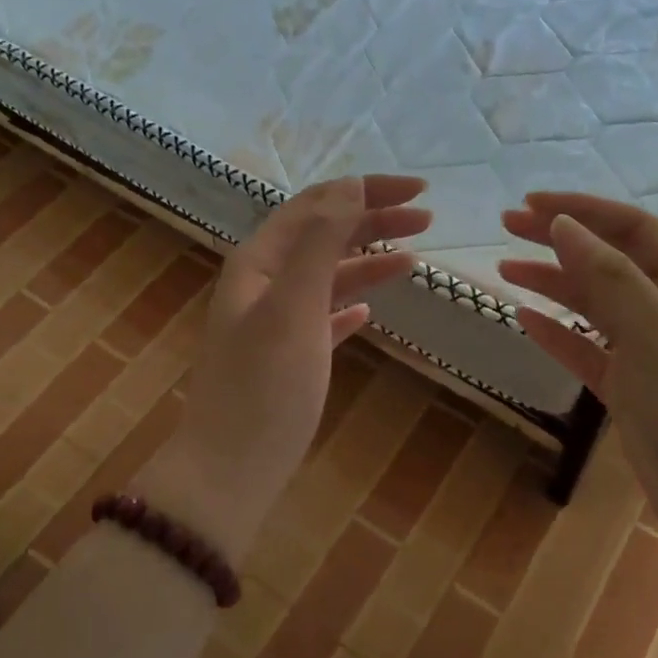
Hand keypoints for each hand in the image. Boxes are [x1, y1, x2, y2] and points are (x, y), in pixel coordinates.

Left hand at [137, 176, 430, 559]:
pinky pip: (323, 316)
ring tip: (415, 256)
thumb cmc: (264, 386)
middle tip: (427, 218)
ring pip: (327, 275)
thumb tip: (350, 186)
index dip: (366, 190)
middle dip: (372, 219)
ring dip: (368, 260)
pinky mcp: (287, 357)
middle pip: (323, 235)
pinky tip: (370, 309)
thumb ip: (320, 244)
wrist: (230, 471)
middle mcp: (264, 283)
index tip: (419, 189)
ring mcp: (274, 322)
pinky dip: (348, 304)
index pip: (317, 205)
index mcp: (260, 262)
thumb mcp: (294, 308)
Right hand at [498, 191, 657, 547]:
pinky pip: (587, 350)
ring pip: (594, 306)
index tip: (529, 204)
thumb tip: (562, 224)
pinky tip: (524, 318)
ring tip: (504, 268)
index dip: (583, 211)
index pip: (634, 231)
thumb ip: (610, 279)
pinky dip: (557, 333)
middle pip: (609, 263)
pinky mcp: (630, 390)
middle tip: (505, 226)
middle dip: (559, 241)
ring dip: (552, 284)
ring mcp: (651, 352)